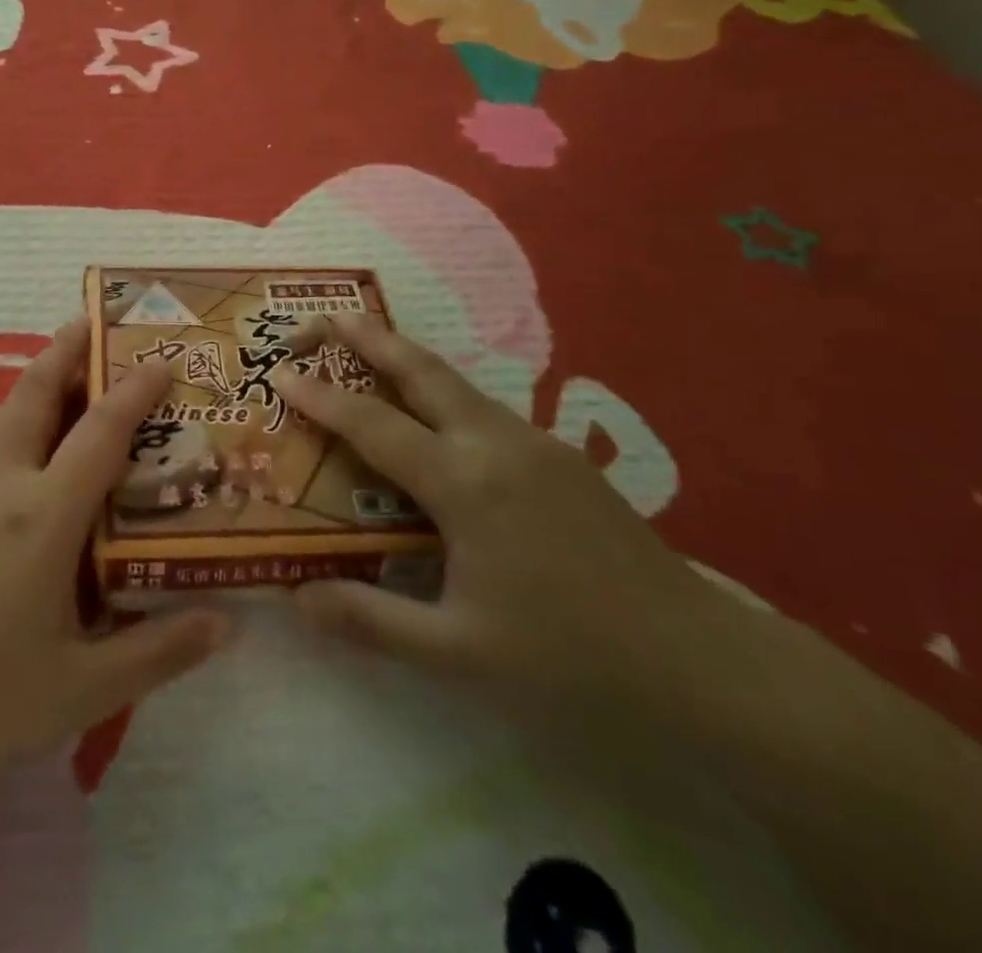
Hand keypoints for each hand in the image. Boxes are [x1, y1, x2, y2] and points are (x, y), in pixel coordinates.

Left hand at [0, 319, 226, 783]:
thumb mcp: (79, 690)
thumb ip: (156, 651)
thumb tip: (225, 624)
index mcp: (44, 515)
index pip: (101, 431)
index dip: (135, 389)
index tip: (163, 359)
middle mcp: (3, 481)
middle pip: (37, 390)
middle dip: (68, 348)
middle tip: (95, 320)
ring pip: (9, 409)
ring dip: (41, 377)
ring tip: (69, 366)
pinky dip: (20, 414)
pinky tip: (28, 442)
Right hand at [270, 313, 736, 720]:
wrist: (702, 665)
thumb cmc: (569, 658)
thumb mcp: (458, 653)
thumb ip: (370, 621)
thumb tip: (295, 598)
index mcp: (463, 482)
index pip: (372, 423)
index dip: (320, 396)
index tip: (279, 370)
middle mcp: (496, 444)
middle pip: (421, 370)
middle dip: (368, 337)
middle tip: (324, 316)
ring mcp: (536, 445)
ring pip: (457, 383)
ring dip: (407, 359)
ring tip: (369, 348)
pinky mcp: (563, 458)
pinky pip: (484, 409)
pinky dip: (442, 392)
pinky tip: (437, 420)